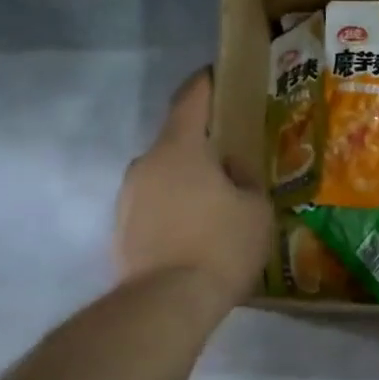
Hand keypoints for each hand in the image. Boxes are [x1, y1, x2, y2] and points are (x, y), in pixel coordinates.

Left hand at [114, 70, 272, 308]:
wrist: (165, 304)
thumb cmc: (220, 245)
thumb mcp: (256, 208)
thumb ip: (245, 180)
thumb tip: (232, 171)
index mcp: (180, 149)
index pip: (190, 100)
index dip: (206, 84)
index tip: (219, 75)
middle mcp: (146, 164)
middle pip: (176, 141)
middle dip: (202, 144)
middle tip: (232, 156)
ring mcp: (128, 197)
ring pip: (164, 175)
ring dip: (188, 179)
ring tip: (217, 200)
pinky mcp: (122, 229)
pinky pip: (155, 205)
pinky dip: (175, 208)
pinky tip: (197, 230)